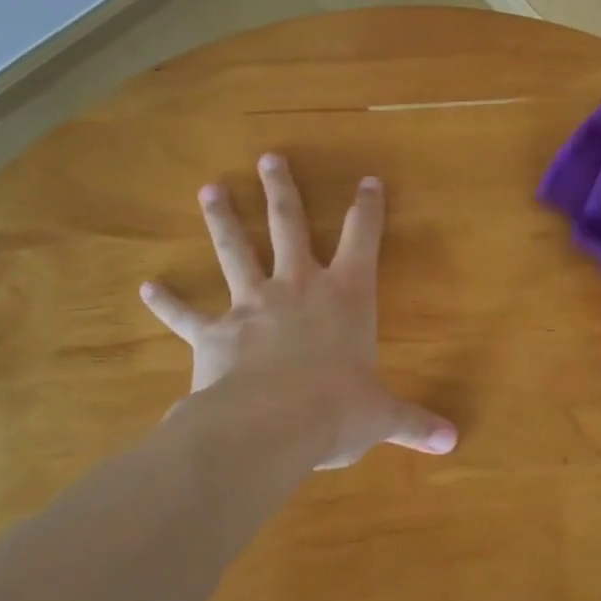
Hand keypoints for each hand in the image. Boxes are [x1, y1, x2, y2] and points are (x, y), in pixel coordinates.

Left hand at [140, 154, 456, 468]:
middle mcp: (298, 287)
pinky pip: (186, 314)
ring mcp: (252, 304)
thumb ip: (414, 423)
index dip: (368, 207)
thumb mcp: (382, 416)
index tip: (368, 180)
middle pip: (289, 225)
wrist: (269, 426)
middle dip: (281, 190)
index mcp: (346, 295)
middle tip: (268, 158)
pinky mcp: (214, 333)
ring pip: (235, 251)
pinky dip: (167, 302)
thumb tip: (453, 442)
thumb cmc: (336, 409)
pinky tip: (147, 288)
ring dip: (223, 220)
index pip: (363, 238)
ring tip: (210, 189)